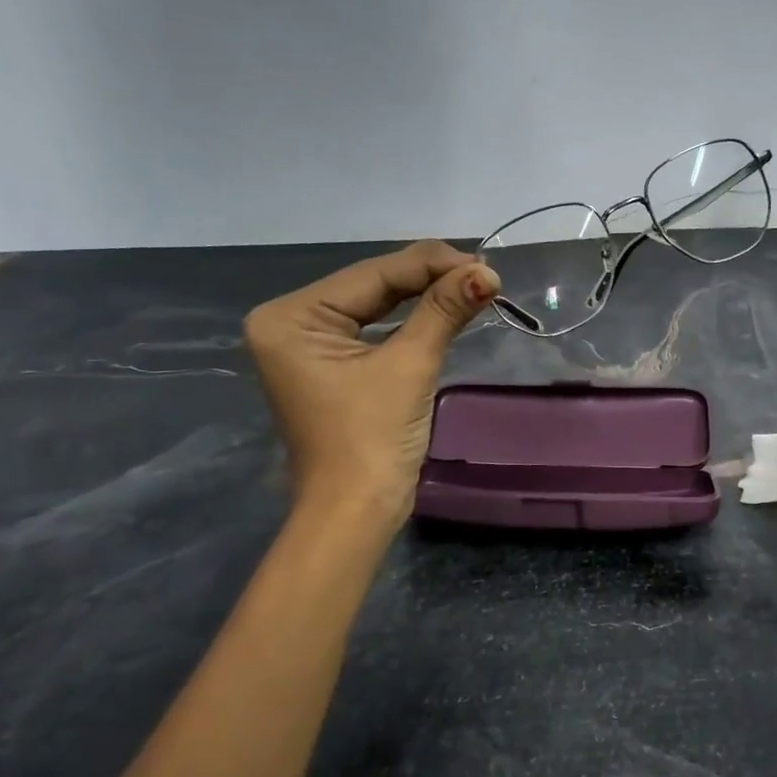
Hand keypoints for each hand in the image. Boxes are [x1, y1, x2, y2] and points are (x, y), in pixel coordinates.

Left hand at [244, 241, 498, 519]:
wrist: (355, 513)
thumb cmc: (372, 439)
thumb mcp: (409, 366)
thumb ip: (443, 311)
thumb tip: (487, 273)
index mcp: (291, 317)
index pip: (372, 275)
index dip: (431, 265)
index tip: (483, 263)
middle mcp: (290, 322)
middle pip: (372, 287)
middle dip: (429, 279)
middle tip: (484, 273)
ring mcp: (308, 345)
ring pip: (376, 306)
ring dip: (425, 297)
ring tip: (474, 285)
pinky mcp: (329, 365)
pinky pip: (374, 330)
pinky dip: (411, 322)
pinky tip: (445, 307)